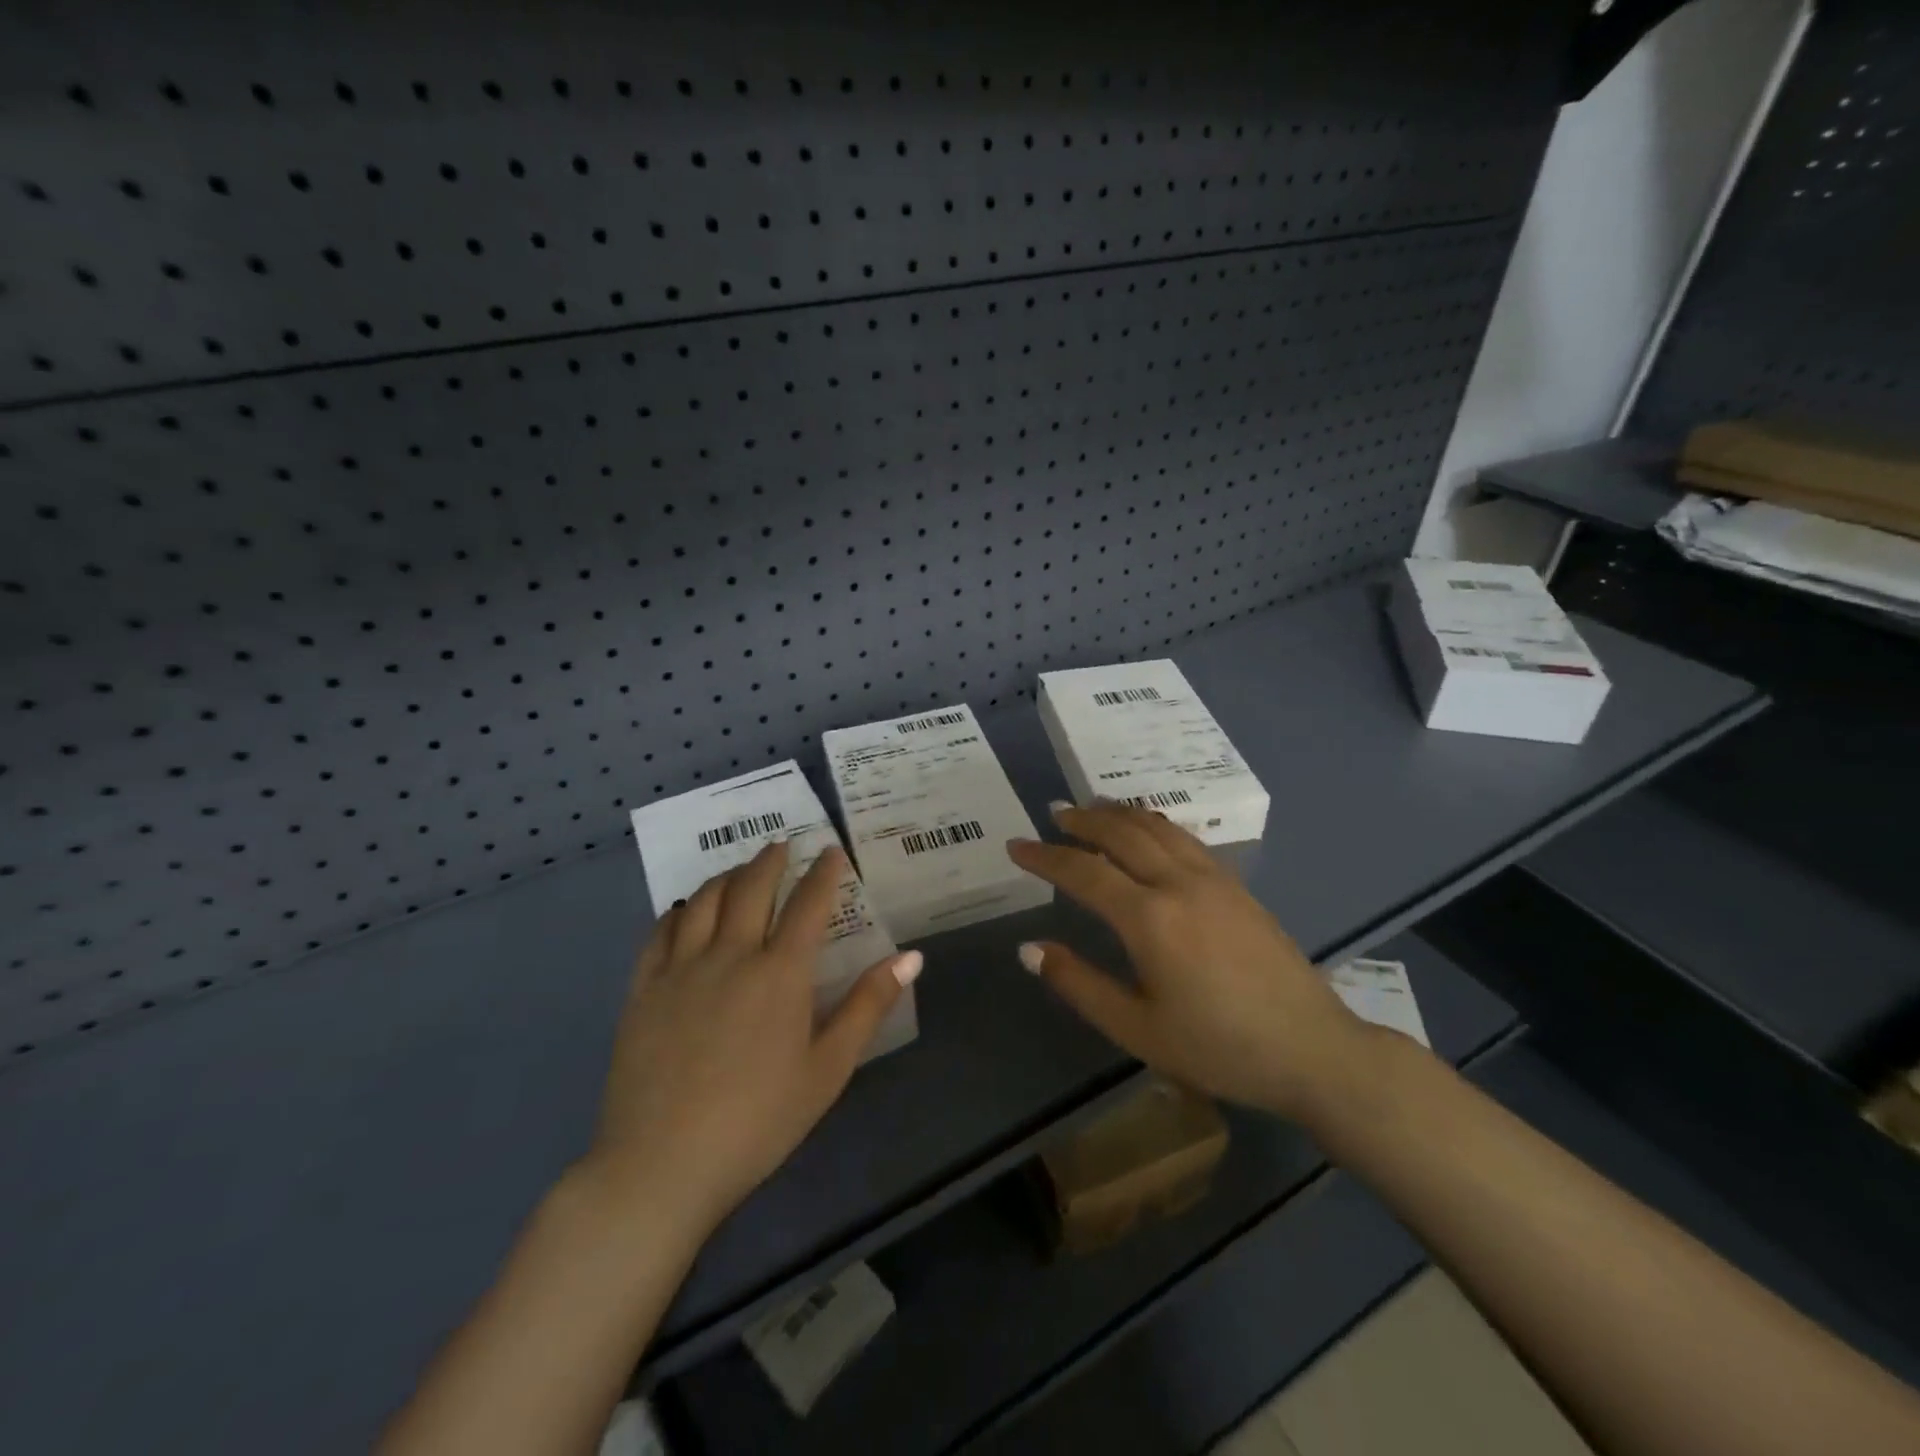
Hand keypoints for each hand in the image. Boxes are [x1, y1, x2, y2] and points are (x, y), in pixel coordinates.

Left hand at [582, 840, 921, 1232]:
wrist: (662, 1165)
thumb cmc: (758, 1121)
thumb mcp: (828, 1069)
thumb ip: (868, 1005)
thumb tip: (911, 957)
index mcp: (780, 973)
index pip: (808, 904)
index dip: (823, 873)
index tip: (831, 852)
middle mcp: (730, 955)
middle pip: (751, 888)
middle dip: (771, 860)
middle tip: (784, 845)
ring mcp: (681, 969)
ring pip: (704, 900)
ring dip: (727, 876)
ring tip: (740, 869)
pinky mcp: (643, 989)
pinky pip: (661, 932)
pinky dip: (680, 910)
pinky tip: (686, 910)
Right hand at [1008, 804, 1370, 1121]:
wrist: (1312, 1049)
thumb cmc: (1219, 1048)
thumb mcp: (1137, 1029)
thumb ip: (1079, 984)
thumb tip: (1029, 948)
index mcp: (1149, 918)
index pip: (1083, 871)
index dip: (1044, 856)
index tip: (1015, 847)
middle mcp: (1179, 884)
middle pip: (1121, 833)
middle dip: (1081, 819)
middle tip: (1053, 814)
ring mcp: (1213, 879)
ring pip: (1156, 828)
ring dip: (1119, 813)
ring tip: (1093, 807)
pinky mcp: (1236, 885)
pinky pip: (1185, 838)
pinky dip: (1154, 823)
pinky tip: (1148, 830)